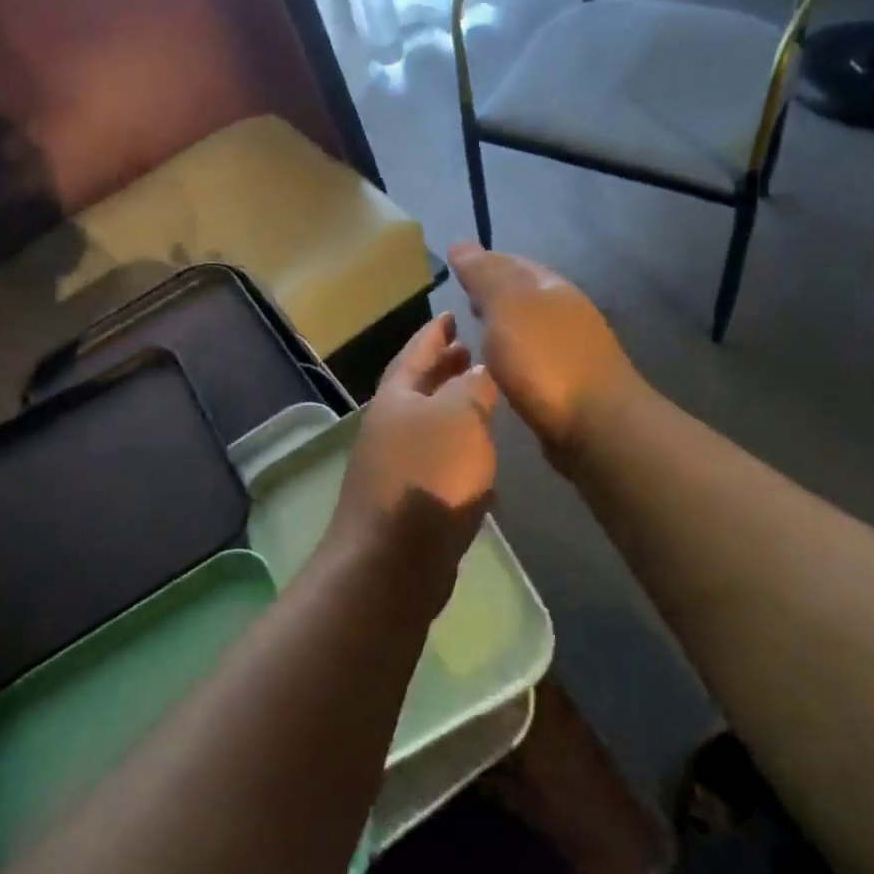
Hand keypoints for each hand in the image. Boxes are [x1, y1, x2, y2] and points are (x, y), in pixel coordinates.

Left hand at [331, 312, 497, 604]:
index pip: (416, 351)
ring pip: (429, 424)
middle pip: (419, 387)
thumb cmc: (429, 474)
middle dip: (443, 367)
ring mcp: (395, 465)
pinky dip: (457, 448)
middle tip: (470, 351)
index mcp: (397, 397)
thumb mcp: (459, 416)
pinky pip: (436, 460)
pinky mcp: (409, 501)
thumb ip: (472, 387)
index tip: (452, 313)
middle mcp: (390, 426)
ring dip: (452, 407)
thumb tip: (477, 371)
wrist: (394, 559)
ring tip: (482, 396)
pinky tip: (480, 455)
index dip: (435, 332)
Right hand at [448, 243, 634, 463]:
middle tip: (461, 302)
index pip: (511, 262)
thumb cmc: (546, 361)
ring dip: (502, 326)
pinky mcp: (568, 384)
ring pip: (528, 326)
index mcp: (551, 287)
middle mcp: (564, 312)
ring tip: (473, 335)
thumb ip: (484, 276)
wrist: (597, 426)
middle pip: (523, 293)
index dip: (483, 262)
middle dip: (492, 293)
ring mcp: (571, 349)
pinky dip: (512, 355)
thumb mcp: (507, 308)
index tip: (454, 270)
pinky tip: (498, 368)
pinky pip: (532, 358)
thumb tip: (460, 244)